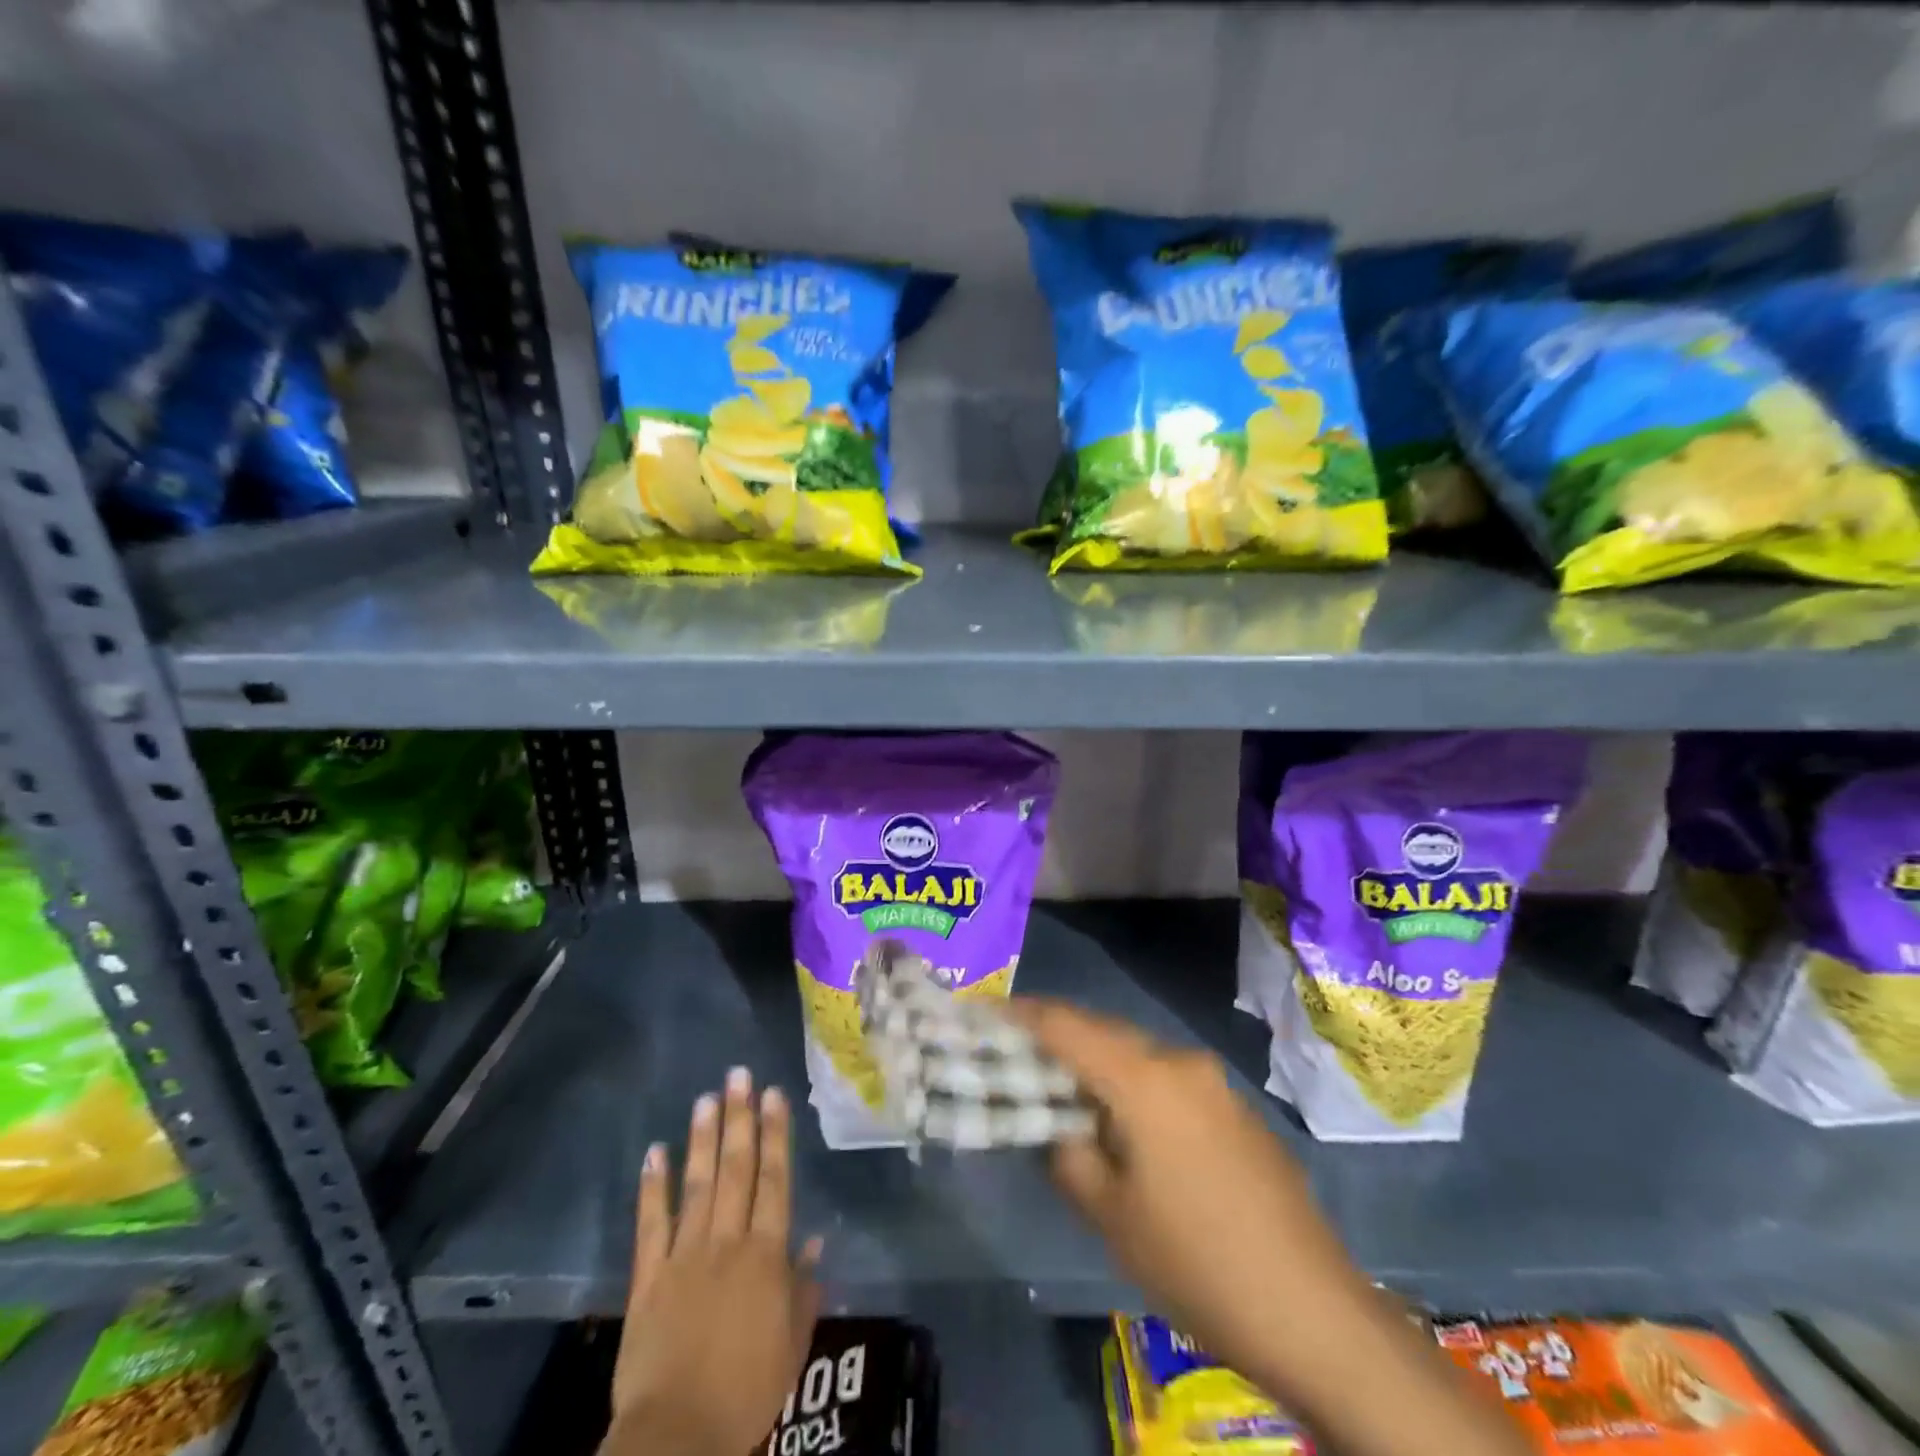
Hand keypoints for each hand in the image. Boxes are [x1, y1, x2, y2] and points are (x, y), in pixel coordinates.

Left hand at [603, 1069, 822, 1455]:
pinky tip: (654, 1153)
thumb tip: (814, 1239)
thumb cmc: (746, 1391)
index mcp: (765, 1255)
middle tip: (738, 1074)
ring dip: (702, 1140)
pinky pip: (651, 1225)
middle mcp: (726, 1242)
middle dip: (739, 1119)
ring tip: (705, 1098)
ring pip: (698, 1185)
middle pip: (736, 1169)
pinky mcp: (648, 1279)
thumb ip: (804, 1288)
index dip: (775, 1134)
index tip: (773, 1094)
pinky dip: (652, 1188)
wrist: (676, 1438)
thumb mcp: (792, 1345)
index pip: (775, 1180)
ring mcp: (684, 1256)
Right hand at [1008, 999, 1531, 1455]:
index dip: (1023, 1015)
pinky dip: (1135, 1087)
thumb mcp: (1109, 1213)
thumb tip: (1056, 1123)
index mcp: (1144, 1078)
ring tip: (1067, 1095)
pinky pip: (1169, 1081)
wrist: (1314, 1312)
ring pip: (1137, 1057)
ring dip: (1099, 1066)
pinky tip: (1127, 1128)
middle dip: (1059, 1039)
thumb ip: (1066, 1152)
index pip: (1067, 1025)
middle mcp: (1180, 1063)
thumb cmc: (1196, 1261)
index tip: (987, 1013)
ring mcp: (1215, 1084)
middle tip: (1019, 1057)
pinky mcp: (1236, 1110)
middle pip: (1104, 1034)